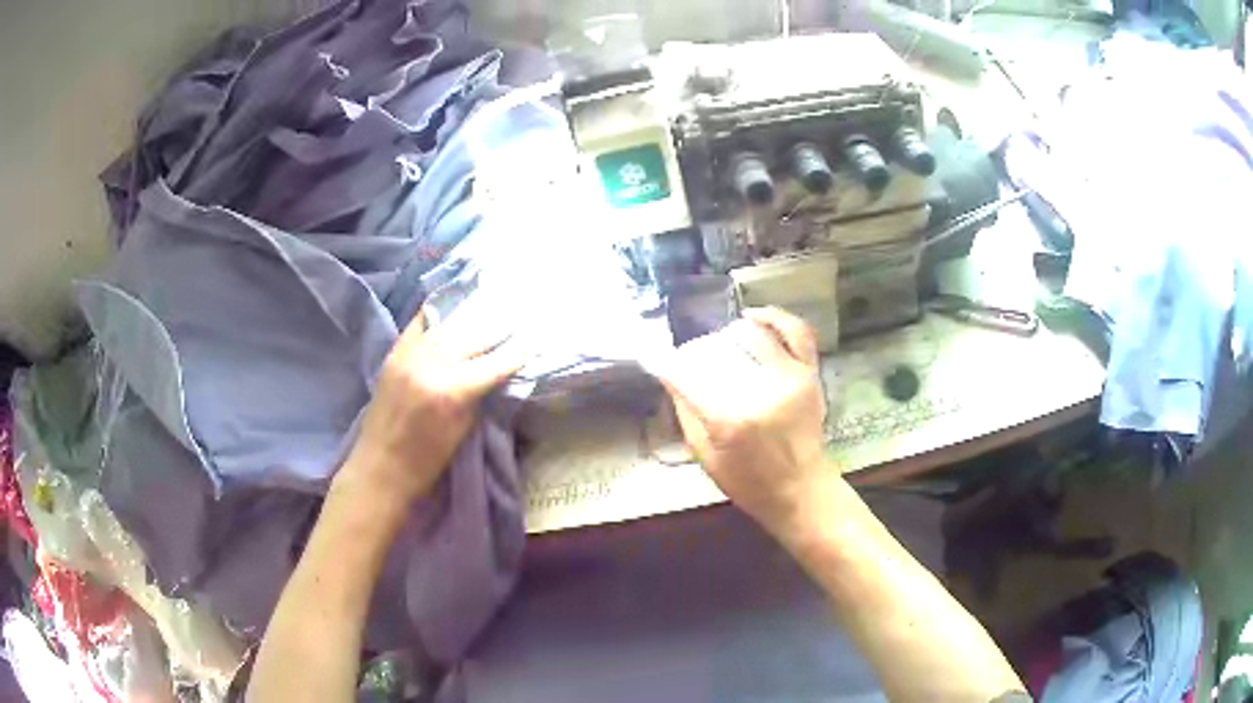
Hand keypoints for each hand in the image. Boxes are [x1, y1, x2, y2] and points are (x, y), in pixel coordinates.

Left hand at [339, 305, 525, 505]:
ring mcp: (408, 356)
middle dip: (496, 330)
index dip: (516, 353)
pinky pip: (418, 326)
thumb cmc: (426, 462)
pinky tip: (449, 310)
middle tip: (517, 321)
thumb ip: (480, 396)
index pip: (492, 365)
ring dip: (470, 321)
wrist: (379, 468)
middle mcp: (428, 365)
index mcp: (449, 392)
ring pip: (446, 328)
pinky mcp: (393, 355)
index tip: (533, 343)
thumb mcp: (463, 431)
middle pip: (471, 338)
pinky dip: (436, 318)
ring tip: (489, 312)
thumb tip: (497, 373)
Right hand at [651, 307, 832, 534]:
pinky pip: (795, 330)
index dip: (666, 363)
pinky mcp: (809, 373)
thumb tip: (669, 373)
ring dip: (727, 336)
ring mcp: (789, 378)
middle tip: (692, 365)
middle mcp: (761, 392)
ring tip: (720, 347)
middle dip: (697, 353)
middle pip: (718, 349)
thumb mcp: (705, 456)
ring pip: (750, 333)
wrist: (801, 489)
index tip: (655, 360)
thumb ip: (686, 412)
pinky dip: (772, 317)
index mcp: (729, 420)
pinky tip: (751, 317)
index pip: (686, 373)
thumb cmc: (748, 482)